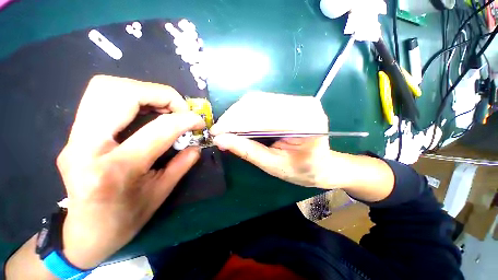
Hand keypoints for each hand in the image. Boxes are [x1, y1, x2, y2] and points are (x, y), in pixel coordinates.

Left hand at [56, 75, 204, 268]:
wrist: (84, 234)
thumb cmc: (125, 220)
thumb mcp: (161, 194)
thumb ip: (182, 163)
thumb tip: (197, 144)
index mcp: (115, 170)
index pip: (158, 129)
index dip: (185, 119)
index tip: (199, 121)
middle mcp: (86, 146)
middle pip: (120, 92)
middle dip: (160, 94)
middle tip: (179, 108)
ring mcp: (74, 137)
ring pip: (106, 88)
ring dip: (144, 91)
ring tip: (165, 108)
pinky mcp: (74, 134)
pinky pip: (102, 98)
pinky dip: (132, 96)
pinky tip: (148, 111)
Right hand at [210, 92, 336, 187]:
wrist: (322, 164)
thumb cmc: (301, 170)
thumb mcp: (272, 165)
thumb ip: (247, 150)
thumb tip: (221, 139)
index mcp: (305, 124)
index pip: (262, 117)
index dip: (235, 123)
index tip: (216, 132)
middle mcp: (304, 105)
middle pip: (259, 103)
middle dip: (234, 117)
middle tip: (219, 130)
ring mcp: (299, 100)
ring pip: (259, 100)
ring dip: (238, 113)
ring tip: (226, 126)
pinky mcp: (292, 101)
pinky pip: (263, 101)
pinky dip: (247, 111)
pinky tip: (238, 121)